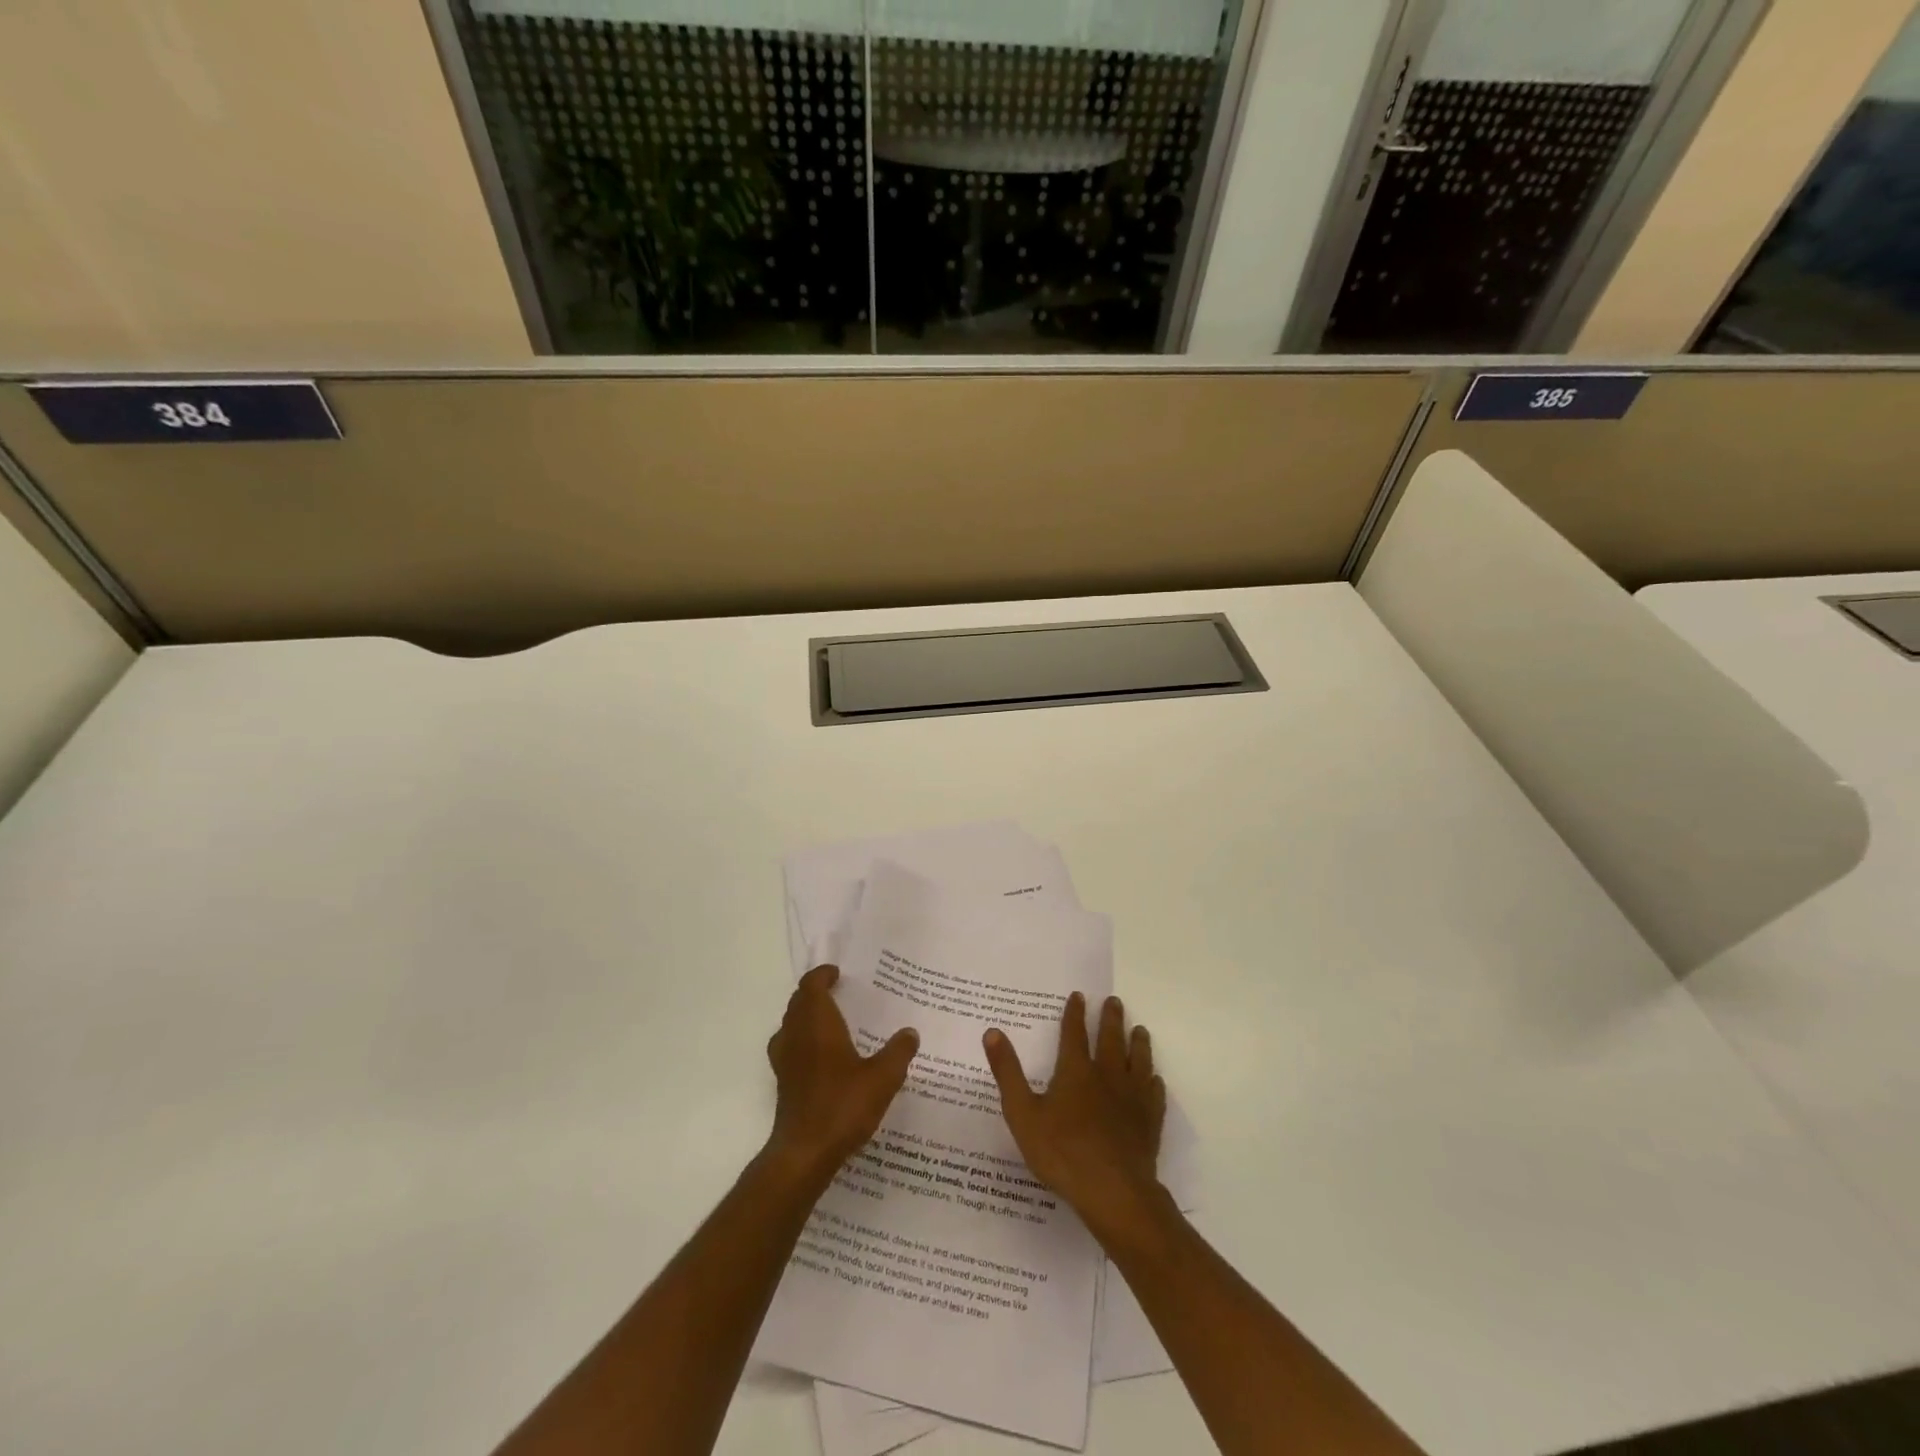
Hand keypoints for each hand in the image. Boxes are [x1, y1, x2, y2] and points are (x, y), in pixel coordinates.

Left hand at [765, 964, 919, 1185]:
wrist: (804, 1152)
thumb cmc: (843, 1106)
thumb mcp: (882, 1078)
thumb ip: (898, 1052)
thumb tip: (910, 1033)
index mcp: (817, 1023)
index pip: (811, 985)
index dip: (822, 975)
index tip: (838, 974)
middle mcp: (796, 1034)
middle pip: (798, 1002)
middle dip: (815, 993)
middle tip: (839, 993)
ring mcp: (784, 1059)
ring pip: (790, 1024)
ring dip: (806, 1016)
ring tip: (831, 1022)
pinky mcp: (782, 1081)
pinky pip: (789, 1046)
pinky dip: (802, 1040)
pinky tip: (822, 1058)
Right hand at [983, 993, 1166, 1243]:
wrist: (1112, 1191)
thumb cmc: (1062, 1152)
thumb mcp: (1022, 1113)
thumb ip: (1008, 1072)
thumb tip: (992, 1032)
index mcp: (1076, 1071)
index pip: (1074, 1033)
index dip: (1075, 1013)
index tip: (1079, 995)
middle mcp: (1107, 1075)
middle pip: (1111, 1039)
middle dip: (1110, 1018)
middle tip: (1114, 1001)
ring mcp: (1132, 1098)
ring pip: (1138, 1060)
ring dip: (1138, 1043)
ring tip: (1139, 1030)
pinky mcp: (1149, 1121)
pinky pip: (1154, 1093)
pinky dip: (1153, 1082)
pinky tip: (1154, 1079)